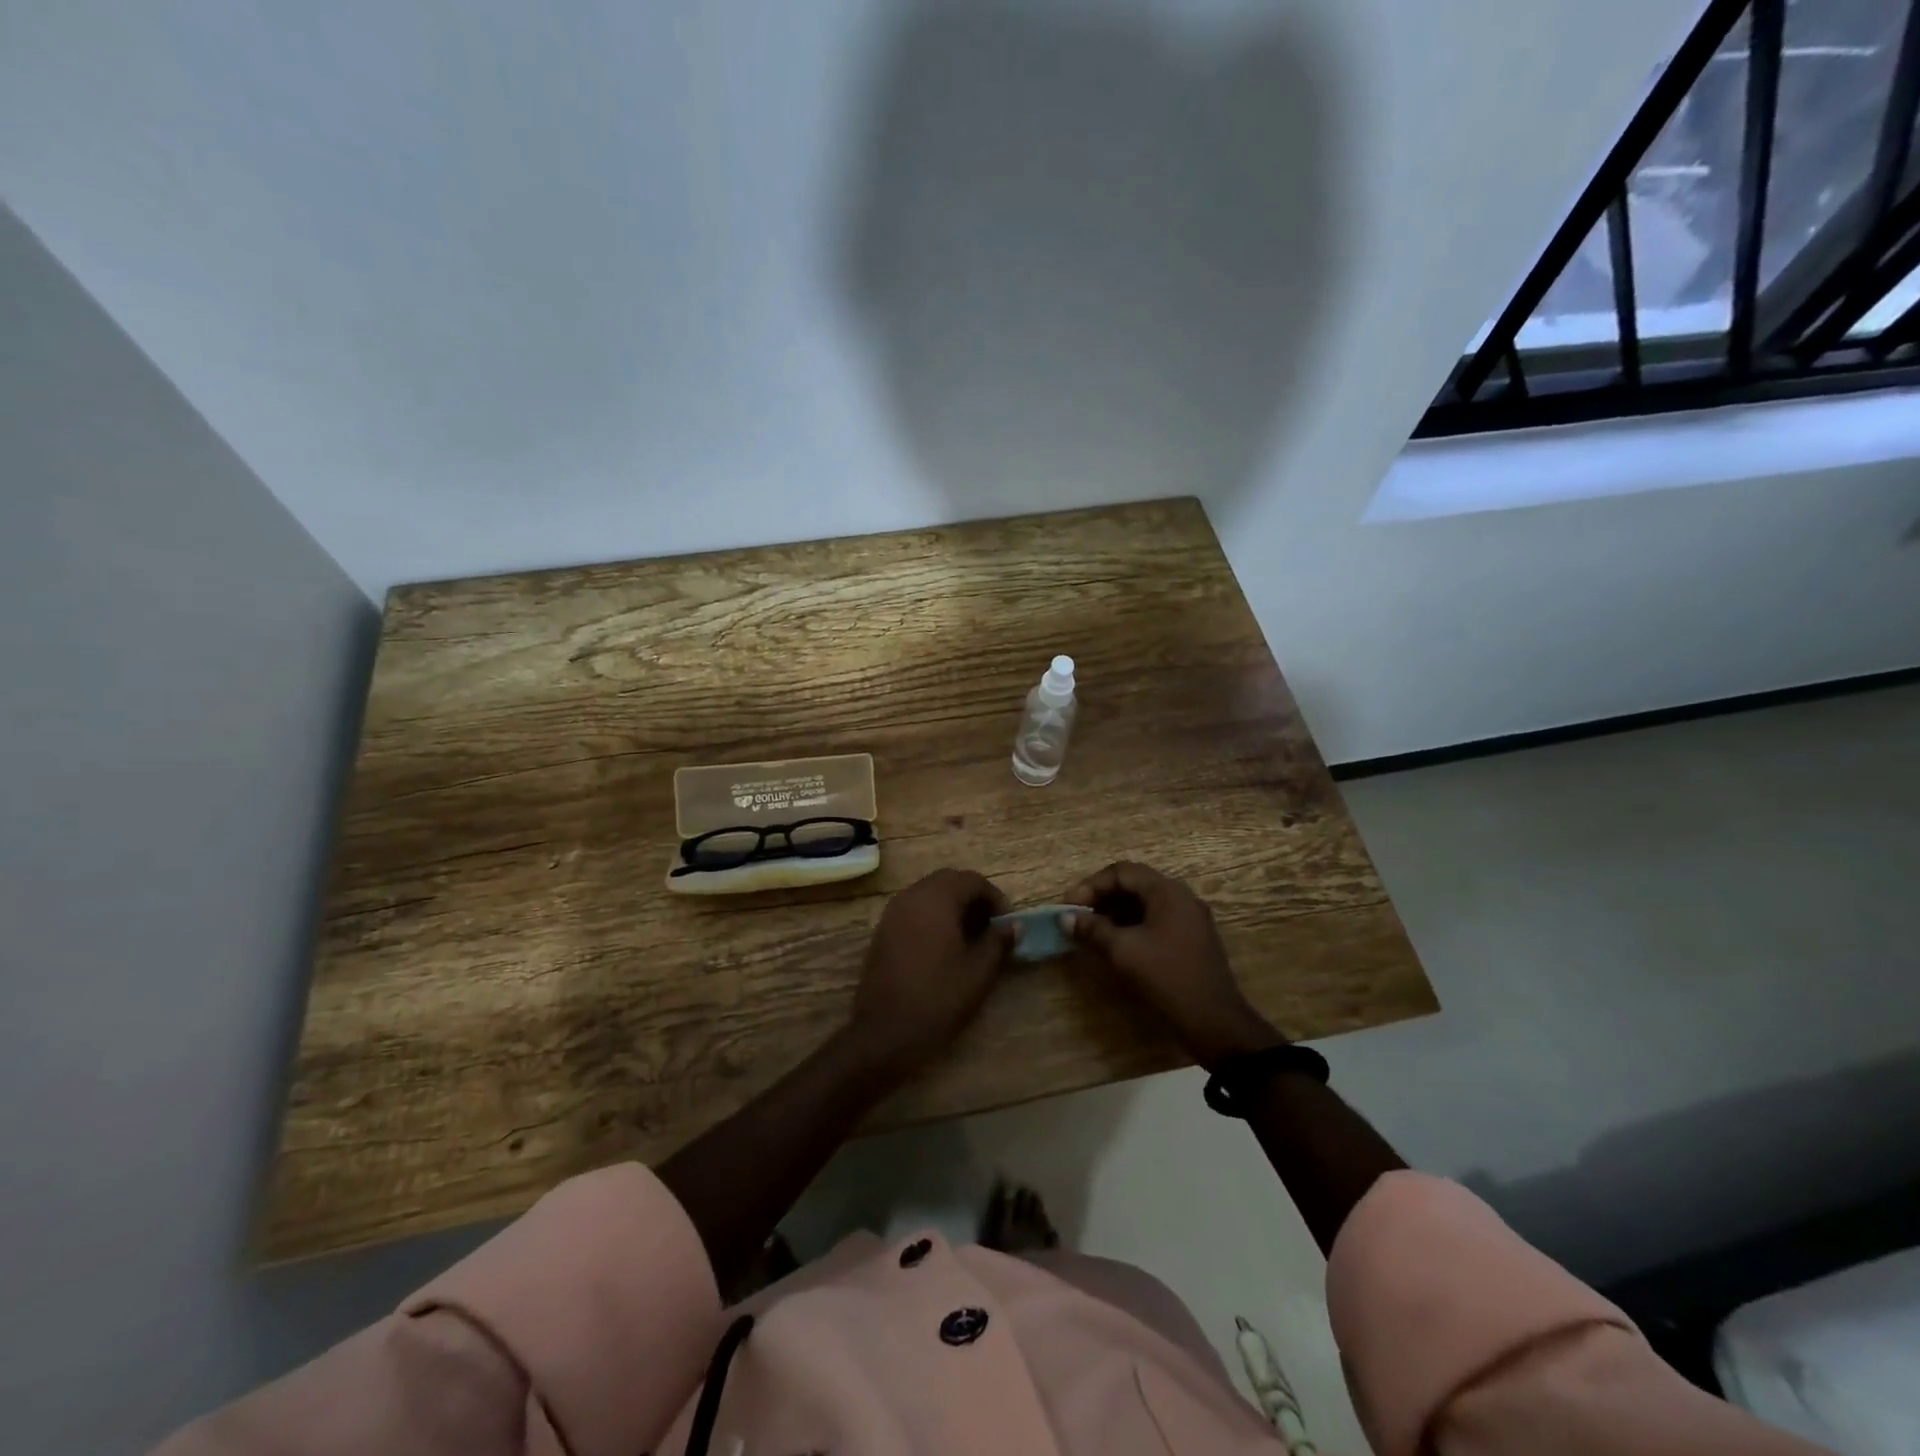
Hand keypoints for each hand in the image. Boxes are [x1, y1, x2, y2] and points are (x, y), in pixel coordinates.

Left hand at [847, 869, 1015, 1077]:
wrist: (884, 1032)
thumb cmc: (937, 998)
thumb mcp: (978, 972)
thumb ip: (998, 942)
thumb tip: (1014, 925)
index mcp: (937, 899)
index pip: (972, 880)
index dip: (994, 897)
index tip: (1006, 923)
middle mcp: (912, 896)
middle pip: (948, 881)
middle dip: (972, 897)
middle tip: (989, 926)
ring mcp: (893, 912)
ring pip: (929, 893)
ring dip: (951, 905)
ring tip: (969, 936)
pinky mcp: (883, 930)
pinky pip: (913, 908)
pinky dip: (932, 916)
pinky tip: (943, 946)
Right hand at [1064, 862, 1283, 1068]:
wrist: (1215, 1021)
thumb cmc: (1167, 978)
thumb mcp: (1123, 951)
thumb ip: (1093, 930)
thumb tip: (1066, 918)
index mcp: (1167, 891)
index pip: (1122, 871)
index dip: (1091, 885)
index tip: (1070, 906)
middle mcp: (1181, 896)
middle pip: (1135, 883)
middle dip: (1102, 896)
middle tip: (1078, 915)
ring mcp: (1190, 917)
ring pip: (1145, 902)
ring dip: (1116, 910)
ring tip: (1092, 929)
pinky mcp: (1192, 938)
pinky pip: (1156, 918)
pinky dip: (1133, 923)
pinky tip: (1117, 941)